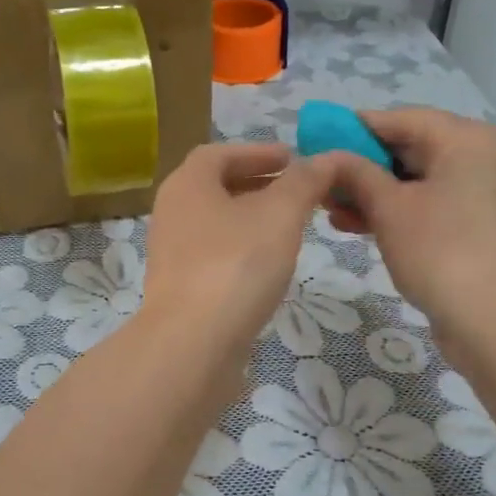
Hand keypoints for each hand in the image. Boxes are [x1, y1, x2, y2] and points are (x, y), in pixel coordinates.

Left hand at [138, 143, 330, 376]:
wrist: (192, 344)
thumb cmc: (235, 266)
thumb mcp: (279, 215)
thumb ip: (303, 183)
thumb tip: (324, 159)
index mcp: (187, 185)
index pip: (219, 154)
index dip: (256, 151)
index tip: (291, 157)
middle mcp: (171, 212)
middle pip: (215, 187)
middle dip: (257, 183)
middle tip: (296, 190)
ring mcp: (172, 253)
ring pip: (215, 222)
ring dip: (251, 217)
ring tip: (290, 225)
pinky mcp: (180, 287)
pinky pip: (214, 254)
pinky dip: (242, 247)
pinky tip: (268, 265)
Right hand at [318, 109, 495, 348]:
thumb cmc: (441, 251)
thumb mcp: (388, 208)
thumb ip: (355, 173)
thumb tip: (329, 156)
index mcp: (467, 139)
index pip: (400, 119)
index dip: (353, 128)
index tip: (315, 141)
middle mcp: (481, 156)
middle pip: (409, 148)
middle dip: (360, 166)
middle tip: (320, 181)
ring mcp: (483, 193)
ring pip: (416, 180)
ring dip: (371, 192)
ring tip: (328, 209)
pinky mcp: (478, 225)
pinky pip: (429, 203)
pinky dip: (395, 211)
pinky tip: (355, 225)